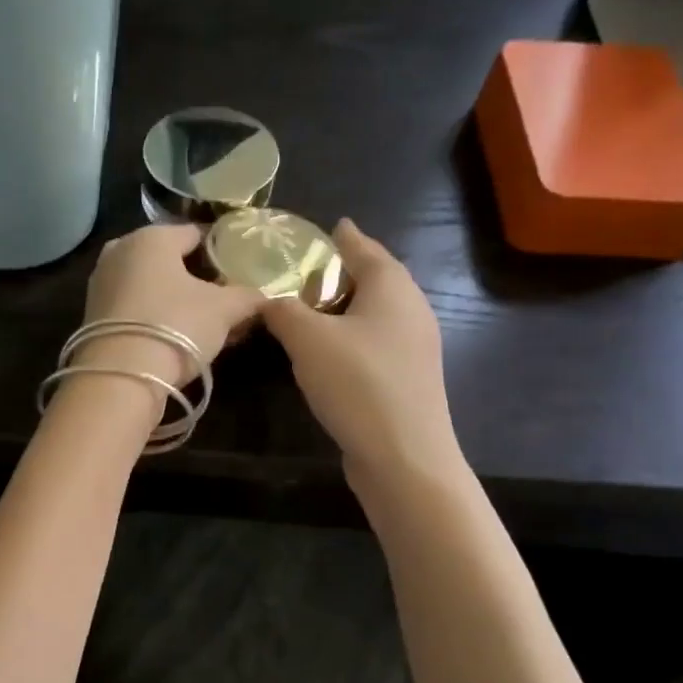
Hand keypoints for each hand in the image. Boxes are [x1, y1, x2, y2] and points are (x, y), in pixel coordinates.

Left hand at [73, 224, 265, 390]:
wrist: (120, 377)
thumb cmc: (176, 326)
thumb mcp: (224, 310)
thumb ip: (247, 296)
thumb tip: (264, 296)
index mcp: (152, 237)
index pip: (195, 233)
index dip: (221, 250)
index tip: (239, 269)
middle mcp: (119, 251)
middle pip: (169, 259)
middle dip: (195, 277)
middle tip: (222, 299)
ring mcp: (101, 284)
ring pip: (149, 284)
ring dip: (174, 299)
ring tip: (201, 322)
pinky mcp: (91, 316)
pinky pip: (133, 307)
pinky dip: (153, 316)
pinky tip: (172, 336)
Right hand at [262, 219, 461, 487]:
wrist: (403, 456)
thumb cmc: (358, 383)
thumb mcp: (307, 339)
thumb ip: (283, 311)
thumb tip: (266, 300)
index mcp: (392, 287)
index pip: (365, 248)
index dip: (344, 237)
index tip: (331, 226)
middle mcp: (411, 309)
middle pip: (376, 279)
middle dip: (345, 272)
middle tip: (309, 271)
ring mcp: (415, 347)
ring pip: (377, 314)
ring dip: (347, 308)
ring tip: (313, 311)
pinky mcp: (409, 379)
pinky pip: (377, 342)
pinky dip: (353, 337)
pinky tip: (332, 352)